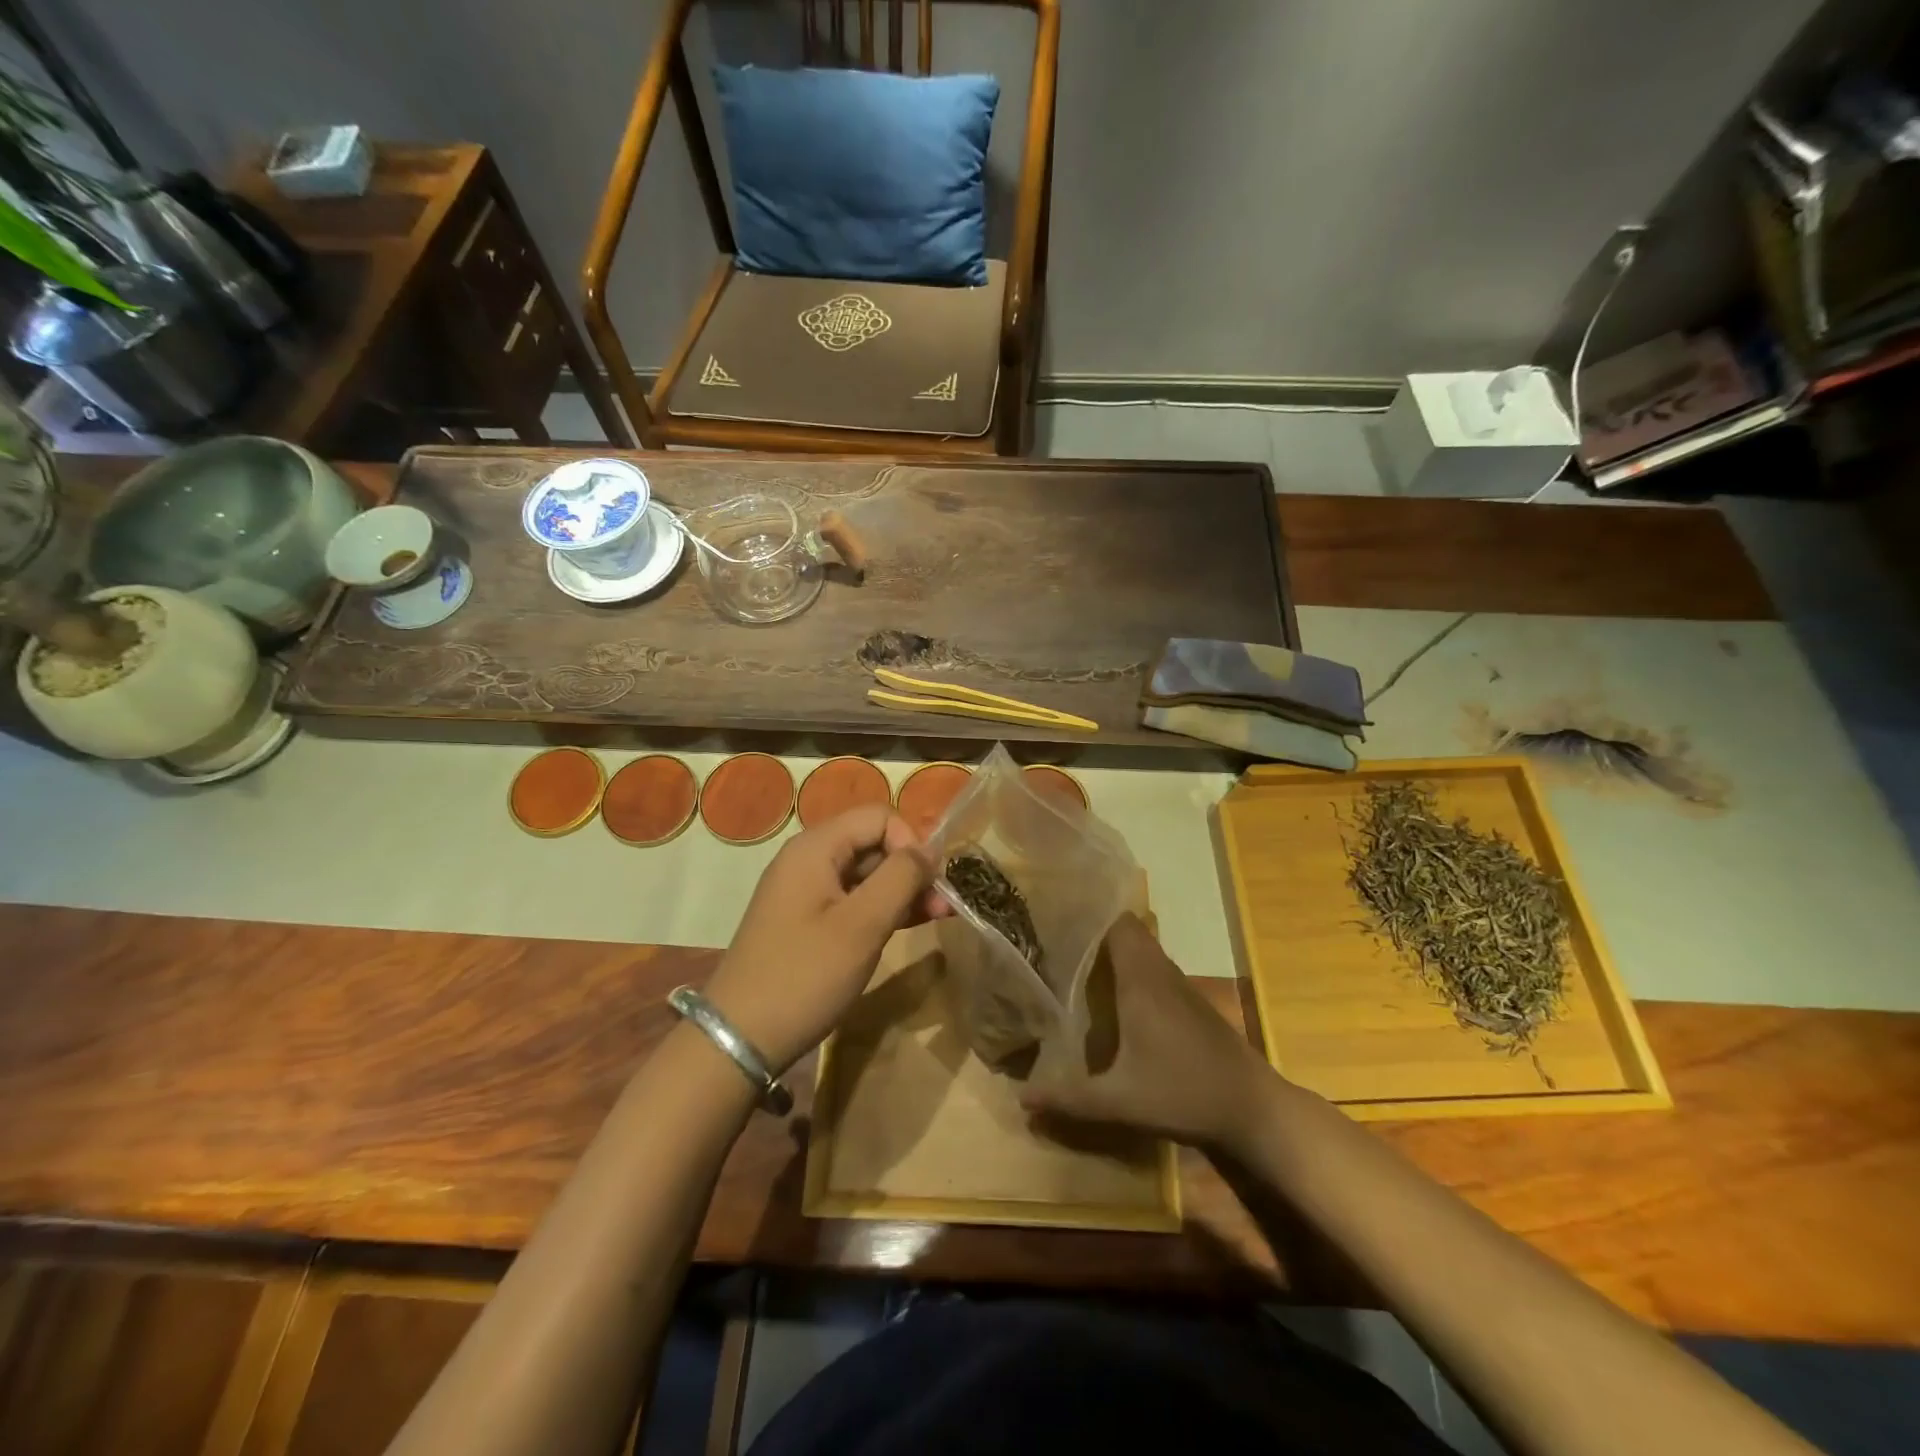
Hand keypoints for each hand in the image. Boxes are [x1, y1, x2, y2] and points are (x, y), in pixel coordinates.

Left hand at [704, 805, 948, 1072]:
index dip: (911, 842)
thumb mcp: (862, 925)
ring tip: (937, 916)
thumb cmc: (804, 975)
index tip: (929, 883)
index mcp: (815, 847)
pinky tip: (908, 924)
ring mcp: (806, 890)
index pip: (879, 817)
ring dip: (902, 890)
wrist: (740, 1038)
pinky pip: (853, 898)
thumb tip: (929, 850)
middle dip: (911, 868)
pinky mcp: (807, 920)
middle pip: (873, 842)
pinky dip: (882, 907)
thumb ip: (900, 877)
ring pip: (866, 873)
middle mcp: (808, 858)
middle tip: (943, 906)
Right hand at [1021, 913, 1277, 1153]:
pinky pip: (1153, 969)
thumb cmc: (1185, 1093)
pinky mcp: (1191, 1003)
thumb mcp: (1121, 1102)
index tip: (1055, 912)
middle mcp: (1160, 973)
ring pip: (1142, 949)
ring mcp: (1180, 987)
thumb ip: (1070, 1098)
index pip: (1116, 922)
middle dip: (1093, 929)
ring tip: (1074, 958)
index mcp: (1142, 980)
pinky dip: (1130, 968)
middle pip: (1127, 931)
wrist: (1253, 1109)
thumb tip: (1022, 1099)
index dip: (1088, 912)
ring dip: (1113, 948)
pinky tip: (1112, 994)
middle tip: (1055, 936)